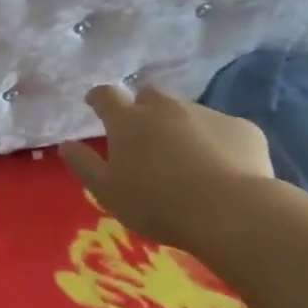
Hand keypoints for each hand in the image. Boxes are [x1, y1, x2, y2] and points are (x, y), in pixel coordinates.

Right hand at [58, 85, 274, 247]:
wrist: (230, 212)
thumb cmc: (157, 204)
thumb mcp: (108, 192)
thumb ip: (85, 165)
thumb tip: (66, 144)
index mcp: (129, 122)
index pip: (106, 95)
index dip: (98, 97)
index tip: (95, 103)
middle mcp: (166, 108)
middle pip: (149, 95)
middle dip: (142, 108)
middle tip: (143, 135)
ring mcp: (207, 114)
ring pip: (186, 111)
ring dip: (179, 126)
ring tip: (184, 158)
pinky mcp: (242, 127)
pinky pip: (221, 129)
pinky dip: (214, 141)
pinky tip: (219, 168)